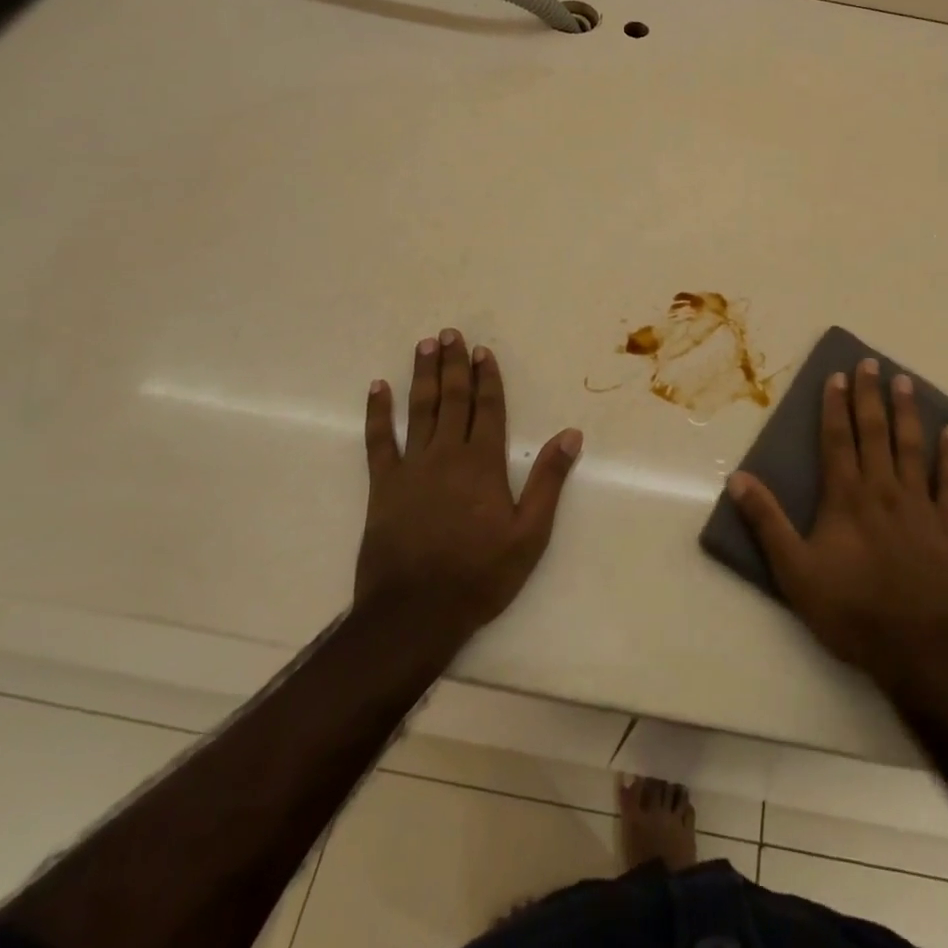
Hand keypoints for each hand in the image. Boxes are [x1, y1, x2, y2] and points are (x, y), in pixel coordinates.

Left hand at [356, 330, 582, 649]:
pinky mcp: (382, 486)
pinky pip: (378, 441)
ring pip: (419, 411)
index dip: (487, 378)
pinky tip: (377, 389)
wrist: (414, 613)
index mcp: (483, 463)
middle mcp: (446, 455)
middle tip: (450, 333)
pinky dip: (377, 413)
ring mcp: (411, 468)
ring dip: (422, 376)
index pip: (487, 409)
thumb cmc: (480, 575)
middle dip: (454, 365)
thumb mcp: (530, 534)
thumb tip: (571, 435)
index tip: (482, 351)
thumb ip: (548, 481)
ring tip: (424, 346)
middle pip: (452, 400)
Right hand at [727, 358, 947, 692]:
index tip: (837, 375)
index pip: (838, 439)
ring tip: (905, 382)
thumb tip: (737, 478)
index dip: (836, 406)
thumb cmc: (850, 611)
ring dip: (908, 413)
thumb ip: (767, 522)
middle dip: (870, 396)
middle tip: (871, 363)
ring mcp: (920, 506)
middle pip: (875, 433)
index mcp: (846, 498)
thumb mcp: (794, 571)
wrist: (916, 651)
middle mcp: (883, 490)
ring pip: (913, 448)